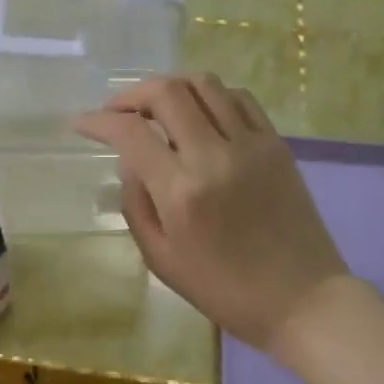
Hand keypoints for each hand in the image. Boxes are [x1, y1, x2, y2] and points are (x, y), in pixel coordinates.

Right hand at [75, 75, 350, 360]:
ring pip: (205, 84)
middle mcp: (215, 155)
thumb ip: (136, 205)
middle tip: (117, 112)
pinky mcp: (277, 145)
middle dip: (131, 94)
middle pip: (167, 92)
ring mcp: (251, 145)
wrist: (302, 299)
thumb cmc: (224, 290)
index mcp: (181, 191)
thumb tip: (131, 163)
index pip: (130, 133)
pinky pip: (239, 99)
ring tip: (156, 109)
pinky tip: (199, 115)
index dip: (98, 122)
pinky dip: (211, 96)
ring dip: (171, 87)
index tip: (82, 124)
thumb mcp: (161, 259)